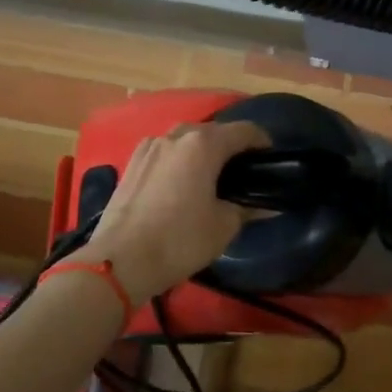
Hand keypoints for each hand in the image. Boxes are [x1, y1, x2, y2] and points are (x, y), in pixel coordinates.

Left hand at [84, 121, 270, 307]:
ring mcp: (149, 147)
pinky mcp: (131, 163)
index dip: (262, 141)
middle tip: (243, 170)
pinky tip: (181, 182)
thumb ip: (246, 209)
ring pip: (185, 139)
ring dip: (202, 151)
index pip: (243, 130)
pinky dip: (179, 160)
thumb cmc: (180, 240)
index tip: (271, 158)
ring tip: (211, 175)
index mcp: (203, 145)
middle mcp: (176, 136)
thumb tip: (266, 206)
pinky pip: (164, 152)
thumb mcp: (224, 226)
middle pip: (212, 131)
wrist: (120, 261)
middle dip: (230, 145)